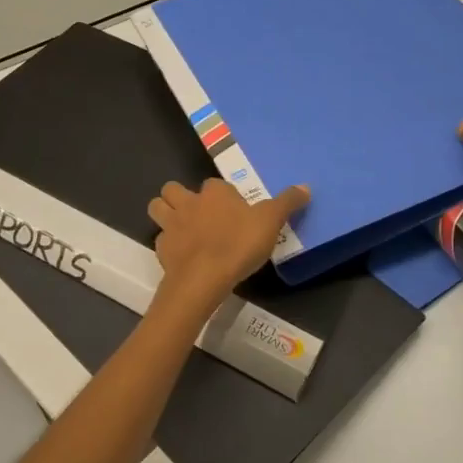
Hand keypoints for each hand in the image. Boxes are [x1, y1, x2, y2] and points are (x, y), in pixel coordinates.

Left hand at [146, 179, 309, 314]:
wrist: (203, 278)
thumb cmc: (238, 244)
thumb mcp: (271, 221)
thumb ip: (287, 203)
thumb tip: (305, 186)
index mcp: (214, 193)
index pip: (214, 184)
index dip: (222, 194)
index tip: (233, 209)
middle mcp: (188, 203)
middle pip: (173, 189)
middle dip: (180, 196)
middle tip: (197, 213)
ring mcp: (171, 226)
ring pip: (157, 208)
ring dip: (165, 213)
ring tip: (182, 227)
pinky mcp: (162, 249)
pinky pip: (160, 240)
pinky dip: (169, 244)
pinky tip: (182, 255)